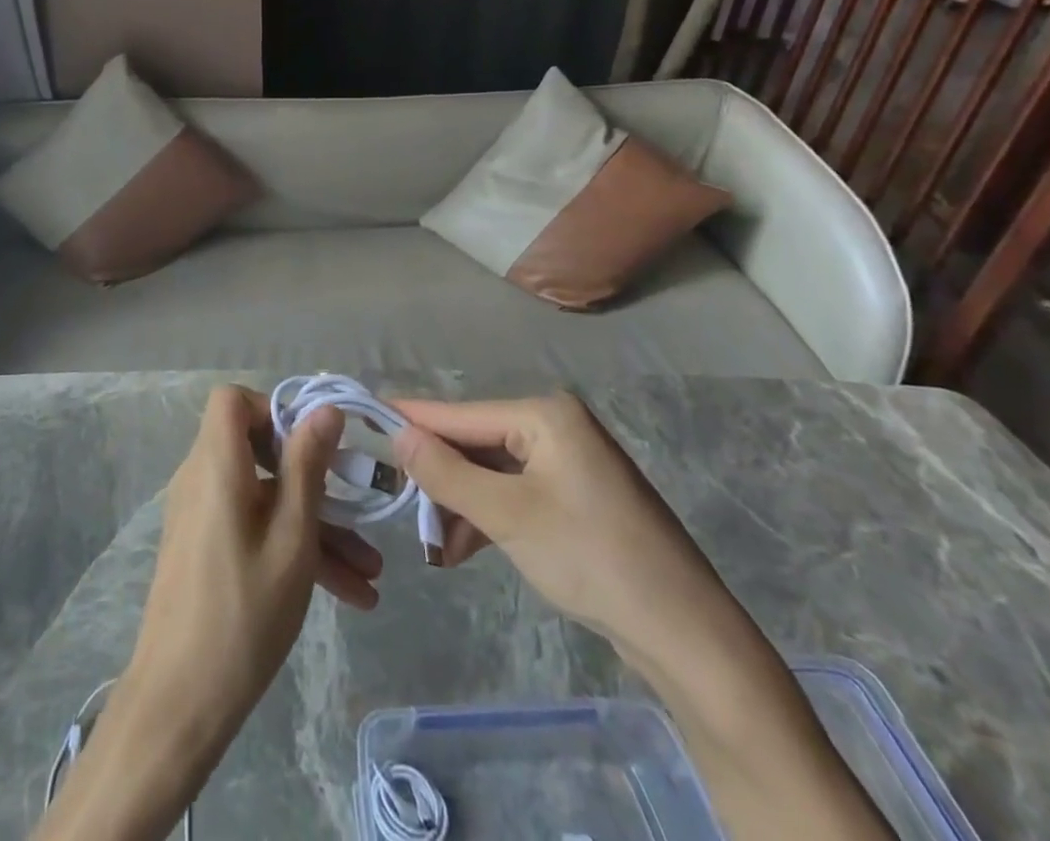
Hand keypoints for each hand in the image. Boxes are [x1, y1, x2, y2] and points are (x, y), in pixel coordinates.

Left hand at [126, 385, 381, 732]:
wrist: (179, 702)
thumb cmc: (243, 613)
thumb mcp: (291, 538)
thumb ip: (307, 466)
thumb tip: (325, 409)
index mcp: (216, 465)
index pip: (232, 401)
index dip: (273, 410)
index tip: (312, 444)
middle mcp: (202, 479)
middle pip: (258, 452)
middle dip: (314, 479)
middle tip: (358, 506)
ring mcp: (202, 515)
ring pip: (264, 499)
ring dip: (316, 527)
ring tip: (371, 575)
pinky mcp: (205, 547)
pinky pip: (252, 528)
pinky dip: (291, 547)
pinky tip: (347, 593)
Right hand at [390, 395, 893, 840]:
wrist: (687, 636)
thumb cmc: (592, 558)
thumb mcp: (507, 515)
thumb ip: (446, 472)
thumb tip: (396, 434)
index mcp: (545, 414)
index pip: (460, 413)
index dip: (411, 420)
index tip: (363, 418)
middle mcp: (556, 426)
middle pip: (475, 443)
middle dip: (438, 478)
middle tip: (399, 505)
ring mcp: (568, 463)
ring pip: (491, 473)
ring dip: (459, 505)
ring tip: (432, 546)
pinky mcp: (575, 497)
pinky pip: (514, 494)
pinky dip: (486, 518)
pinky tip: (460, 550)